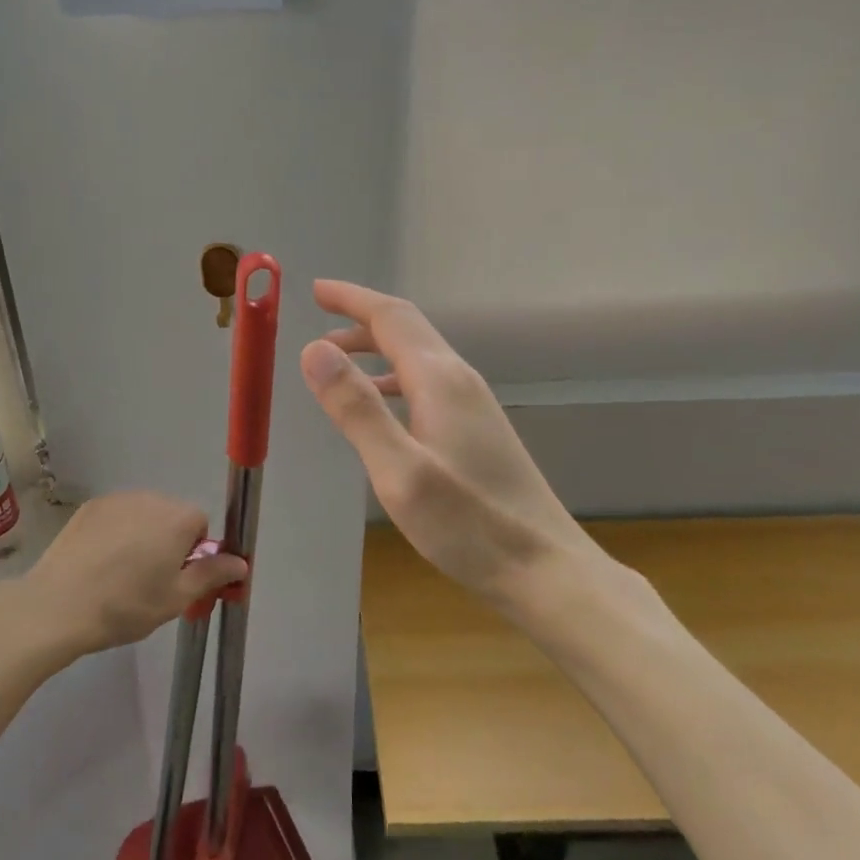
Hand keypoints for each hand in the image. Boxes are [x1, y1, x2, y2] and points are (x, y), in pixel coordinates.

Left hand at [20, 491, 248, 657]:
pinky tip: (98, 562)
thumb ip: (212, 575)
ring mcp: (118, 499)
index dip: (193, 553)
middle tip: (150, 581)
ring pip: (143, 514)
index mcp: (178, 518)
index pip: (200, 525)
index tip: (177, 579)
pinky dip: (114, 533)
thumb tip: (241, 562)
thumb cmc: (126, 605)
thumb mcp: (176, 598)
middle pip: (172, 516)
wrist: (59, 605)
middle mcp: (152, 498)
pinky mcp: (90, 506)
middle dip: (168, 541)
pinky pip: (115, 516)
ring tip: (120, 573)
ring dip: (141, 535)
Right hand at [300, 280, 611, 607]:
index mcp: (439, 379)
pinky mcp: (478, 430)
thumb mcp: (399, 470)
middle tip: (318, 323)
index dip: (351, 299)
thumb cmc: (468, 524)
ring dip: (375, 350)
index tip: (316, 290)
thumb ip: (356, 408)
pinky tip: (381, 406)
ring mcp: (473, 405)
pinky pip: (426, 383)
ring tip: (336, 363)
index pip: (390, 317)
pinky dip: (393, 379)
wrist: (545, 569)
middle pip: (406, 330)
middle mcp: (459, 380)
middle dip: (360, 319)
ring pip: (417, 357)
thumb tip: (314, 350)